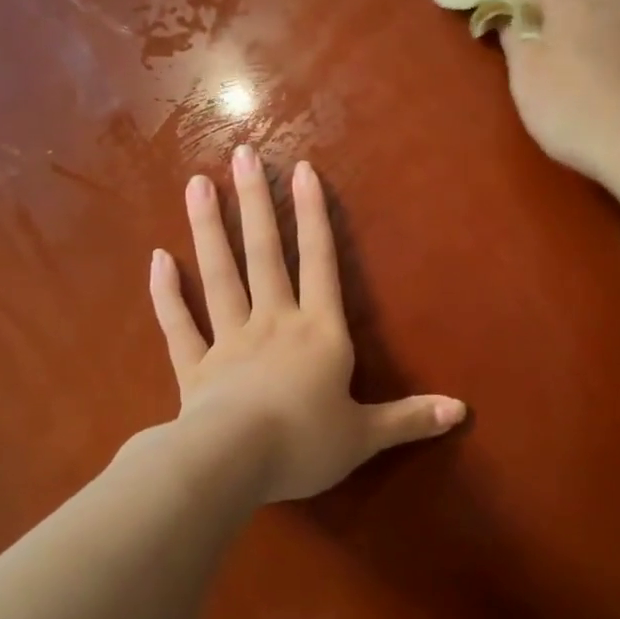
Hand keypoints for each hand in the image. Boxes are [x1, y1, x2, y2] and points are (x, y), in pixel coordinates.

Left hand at [147, 147, 464, 503]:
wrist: (234, 464)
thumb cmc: (305, 444)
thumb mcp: (366, 435)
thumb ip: (411, 418)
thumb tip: (462, 410)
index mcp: (318, 333)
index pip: (320, 263)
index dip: (315, 216)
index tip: (302, 169)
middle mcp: (274, 323)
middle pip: (265, 254)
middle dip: (257, 203)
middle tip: (241, 154)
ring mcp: (229, 341)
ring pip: (219, 275)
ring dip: (208, 229)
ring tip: (197, 183)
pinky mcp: (194, 368)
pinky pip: (179, 324)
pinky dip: (166, 293)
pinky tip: (157, 258)